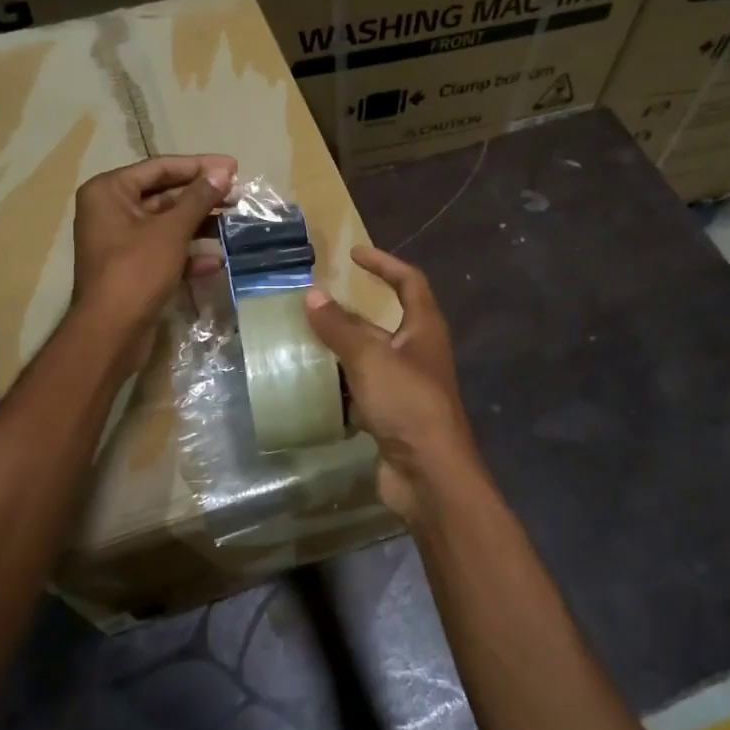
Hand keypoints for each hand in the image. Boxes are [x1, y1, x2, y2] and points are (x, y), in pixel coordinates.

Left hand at [71, 155, 235, 362]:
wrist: (111, 332)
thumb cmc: (136, 271)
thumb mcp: (171, 230)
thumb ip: (199, 198)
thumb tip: (223, 172)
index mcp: (109, 191)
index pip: (160, 168)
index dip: (199, 166)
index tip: (234, 167)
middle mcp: (111, 210)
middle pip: (165, 195)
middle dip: (203, 198)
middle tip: (239, 196)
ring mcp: (121, 241)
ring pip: (167, 225)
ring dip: (200, 226)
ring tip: (235, 225)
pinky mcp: (132, 268)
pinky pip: (164, 251)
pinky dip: (189, 254)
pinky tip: (217, 261)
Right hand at [303, 246, 481, 522]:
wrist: (429, 474)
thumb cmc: (407, 403)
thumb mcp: (370, 359)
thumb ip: (340, 328)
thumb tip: (312, 296)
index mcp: (424, 329)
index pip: (409, 282)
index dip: (384, 263)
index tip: (353, 254)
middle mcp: (417, 353)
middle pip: (383, 322)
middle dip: (349, 314)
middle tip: (312, 304)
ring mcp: (405, 387)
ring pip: (368, 359)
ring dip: (339, 351)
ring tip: (300, 342)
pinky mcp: (391, 416)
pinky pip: (361, 392)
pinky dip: (340, 388)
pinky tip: (310, 386)